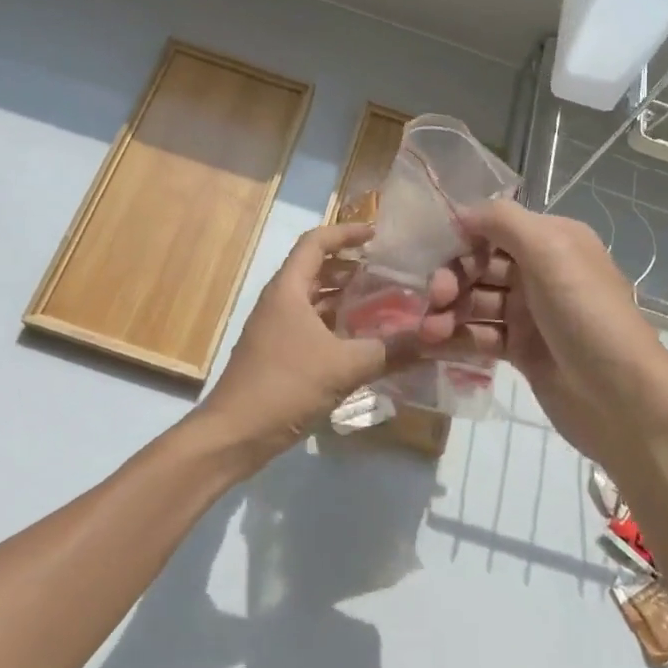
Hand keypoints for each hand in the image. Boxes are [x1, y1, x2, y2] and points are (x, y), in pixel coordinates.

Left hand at [198, 222, 457, 463]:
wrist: (234, 435)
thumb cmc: (284, 386)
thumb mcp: (343, 366)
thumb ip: (389, 351)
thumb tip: (433, 339)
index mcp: (288, 289)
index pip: (316, 242)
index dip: (346, 232)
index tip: (378, 233)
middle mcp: (280, 301)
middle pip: (317, 269)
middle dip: (353, 267)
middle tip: (391, 270)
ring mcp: (277, 328)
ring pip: (316, 300)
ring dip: (347, 298)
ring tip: (386, 302)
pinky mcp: (279, 354)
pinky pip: (313, 326)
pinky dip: (338, 326)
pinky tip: (365, 341)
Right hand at [456, 200, 667, 463]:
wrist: (621, 399)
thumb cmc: (585, 314)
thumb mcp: (549, 251)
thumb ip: (502, 221)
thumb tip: (460, 213)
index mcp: (552, 240)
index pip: (494, 227)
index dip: (462, 237)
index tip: (434, 251)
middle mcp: (540, 272)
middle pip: (480, 265)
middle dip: (452, 277)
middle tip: (436, 297)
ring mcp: (530, 314)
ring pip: (476, 302)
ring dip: (448, 311)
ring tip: (428, 330)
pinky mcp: (521, 351)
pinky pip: (479, 335)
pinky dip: (456, 338)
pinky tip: (432, 344)